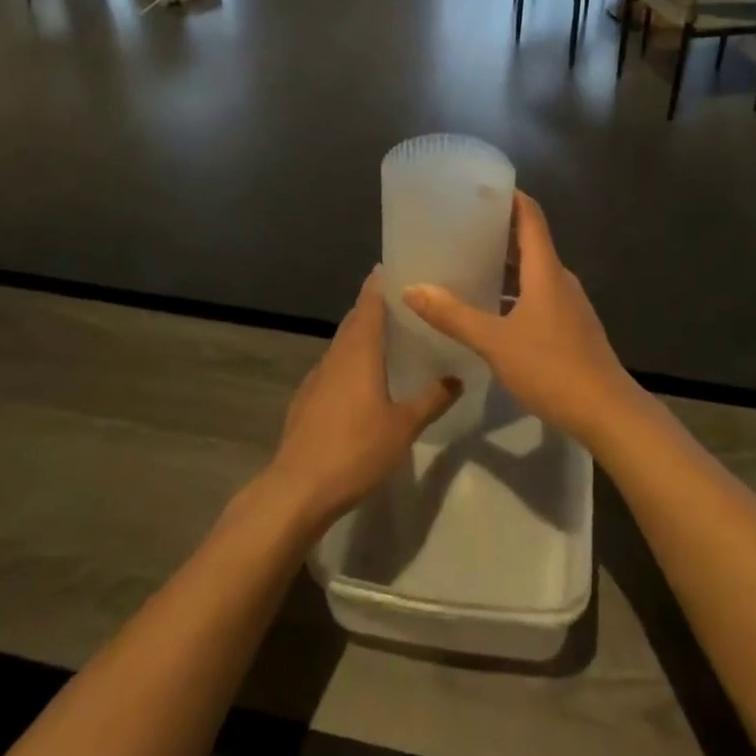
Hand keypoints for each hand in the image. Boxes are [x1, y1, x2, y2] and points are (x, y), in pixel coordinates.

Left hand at [267, 268, 459, 527]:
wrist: (298, 488)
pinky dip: (351, 362)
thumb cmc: (355, 450)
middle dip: (375, 307)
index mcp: (358, 352)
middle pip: (354, 321)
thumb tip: (456, 378)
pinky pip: (334, 368)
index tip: (395, 268)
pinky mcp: (307, 400)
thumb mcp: (403, 426)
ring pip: (343, 345)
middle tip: (404, 302)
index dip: (380, 284)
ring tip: (391, 338)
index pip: (368, 304)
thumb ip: (431, 399)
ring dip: (363, 336)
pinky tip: (365, 381)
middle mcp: (335, 356)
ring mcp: (316, 378)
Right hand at [402, 193, 645, 448]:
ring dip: (503, 264)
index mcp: (545, 270)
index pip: (530, 216)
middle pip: (529, 241)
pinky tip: (490, 310)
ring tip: (467, 265)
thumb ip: (453, 316)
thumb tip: (411, 289)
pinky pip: (537, 295)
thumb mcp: (495, 342)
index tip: (479, 189)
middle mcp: (559, 279)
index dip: (508, 197)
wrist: (606, 412)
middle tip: (458, 228)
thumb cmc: (551, 368)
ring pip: (532, 271)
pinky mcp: (569, 326)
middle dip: (497, 231)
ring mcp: (567, 304)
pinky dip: (513, 291)